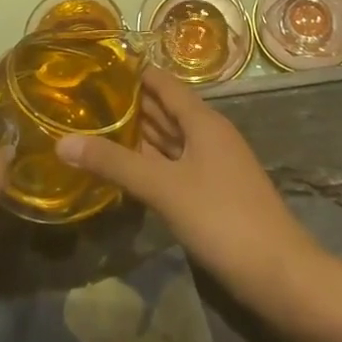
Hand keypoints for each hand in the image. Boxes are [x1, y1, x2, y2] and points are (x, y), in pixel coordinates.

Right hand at [55, 67, 328, 311]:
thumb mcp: (164, 188)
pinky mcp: (212, 192)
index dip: (132, 73)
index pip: (162, 83)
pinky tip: (126, 170)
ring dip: (138, 135)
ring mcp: (213, 164)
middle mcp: (209, 134)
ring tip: (94, 128)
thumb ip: (115, 164)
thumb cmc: (222, 218)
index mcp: (202, 120)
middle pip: (165, 110)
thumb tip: (62, 142)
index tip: (94, 68)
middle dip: (128, 105)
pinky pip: (175, 165)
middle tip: (82, 100)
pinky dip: (150, 163)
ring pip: (169, 140)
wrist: (279, 273)